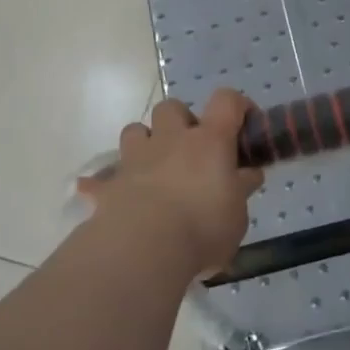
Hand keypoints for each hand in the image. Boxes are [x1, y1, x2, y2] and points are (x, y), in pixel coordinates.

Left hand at [76, 91, 261, 278]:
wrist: (144, 248)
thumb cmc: (203, 228)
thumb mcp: (237, 214)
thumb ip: (240, 189)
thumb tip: (248, 174)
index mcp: (209, 141)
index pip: (226, 101)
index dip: (237, 105)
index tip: (244, 123)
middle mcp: (171, 139)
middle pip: (172, 107)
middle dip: (181, 121)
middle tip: (193, 150)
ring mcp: (136, 158)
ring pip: (135, 130)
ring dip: (146, 143)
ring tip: (156, 168)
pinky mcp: (110, 184)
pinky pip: (100, 179)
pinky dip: (105, 184)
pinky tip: (110, 196)